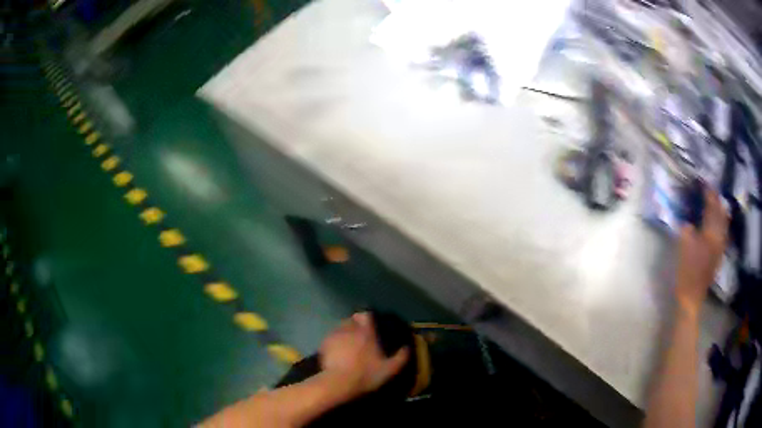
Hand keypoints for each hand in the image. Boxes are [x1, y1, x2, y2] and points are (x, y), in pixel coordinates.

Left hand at [319, 312, 408, 398]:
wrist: (339, 383)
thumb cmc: (366, 374)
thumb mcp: (390, 369)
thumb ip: (401, 357)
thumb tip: (407, 347)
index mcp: (366, 332)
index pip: (366, 315)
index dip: (368, 318)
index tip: (371, 325)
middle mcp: (349, 329)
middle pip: (352, 320)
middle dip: (356, 325)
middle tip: (360, 336)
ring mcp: (334, 336)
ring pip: (340, 328)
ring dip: (345, 333)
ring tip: (348, 344)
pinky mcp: (323, 344)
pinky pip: (330, 338)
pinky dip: (334, 342)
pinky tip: (337, 352)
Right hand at [675, 188, 727, 317]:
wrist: (692, 297)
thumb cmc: (687, 271)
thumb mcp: (684, 247)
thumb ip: (687, 230)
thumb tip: (689, 222)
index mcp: (710, 234)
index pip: (711, 208)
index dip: (709, 195)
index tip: (705, 183)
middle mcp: (718, 238)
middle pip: (721, 215)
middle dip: (717, 202)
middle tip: (712, 191)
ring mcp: (719, 248)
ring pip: (724, 225)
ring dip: (721, 213)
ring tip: (719, 204)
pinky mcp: (718, 256)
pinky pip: (723, 234)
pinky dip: (722, 225)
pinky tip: (720, 224)